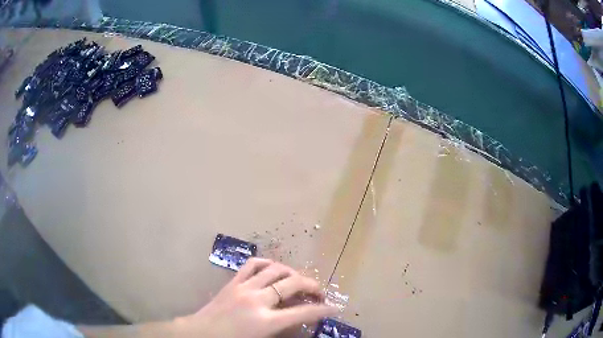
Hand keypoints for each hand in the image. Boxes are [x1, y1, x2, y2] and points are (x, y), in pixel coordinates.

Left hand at [176, 258, 336, 337]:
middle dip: (312, 286)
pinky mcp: (232, 282)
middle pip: (293, 283)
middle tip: (319, 293)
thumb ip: (283, 330)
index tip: (334, 308)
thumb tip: (298, 321)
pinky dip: (267, 264)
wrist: (200, 334)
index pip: (303, 312)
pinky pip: (253, 265)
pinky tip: (274, 269)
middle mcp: (258, 300)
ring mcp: (244, 288)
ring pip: (275, 270)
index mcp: (266, 321)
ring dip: (292, 273)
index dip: (322, 309)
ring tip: (298, 281)